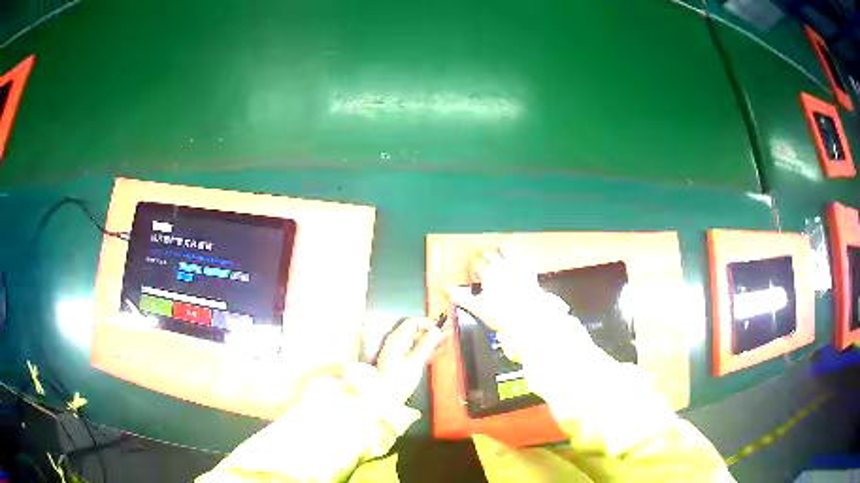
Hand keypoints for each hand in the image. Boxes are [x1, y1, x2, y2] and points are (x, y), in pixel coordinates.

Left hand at [374, 317, 448, 403]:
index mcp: (397, 339)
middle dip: (433, 331)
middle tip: (450, 333)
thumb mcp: (415, 362)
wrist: (386, 397)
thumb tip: (437, 330)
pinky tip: (441, 350)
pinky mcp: (404, 361)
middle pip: (417, 331)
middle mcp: (397, 342)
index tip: (442, 327)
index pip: (413, 323)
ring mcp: (400, 352)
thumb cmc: (399, 379)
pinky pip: (418, 350)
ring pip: (419, 341)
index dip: (428, 323)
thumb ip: (426, 345)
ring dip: (434, 340)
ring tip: (449, 341)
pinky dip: (429, 350)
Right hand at [448, 249, 567, 332]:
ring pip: (506, 251)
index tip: (473, 273)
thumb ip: (461, 297)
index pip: (476, 264)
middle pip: (490, 255)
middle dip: (485, 258)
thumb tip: (446, 288)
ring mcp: (516, 266)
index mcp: (488, 274)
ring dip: (501, 251)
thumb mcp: (478, 308)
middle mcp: (501, 266)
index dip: (473, 268)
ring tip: (500, 254)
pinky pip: (521, 258)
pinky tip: (517, 263)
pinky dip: (517, 258)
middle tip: (484, 263)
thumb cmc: (502, 314)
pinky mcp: (529, 271)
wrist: (529, 317)